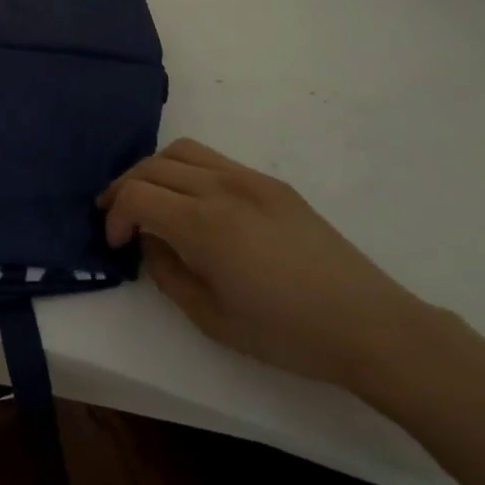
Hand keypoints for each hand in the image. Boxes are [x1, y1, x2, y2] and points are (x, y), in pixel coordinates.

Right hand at [100, 138, 433, 391]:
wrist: (369, 326)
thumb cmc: (287, 334)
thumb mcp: (212, 319)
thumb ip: (167, 273)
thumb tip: (150, 242)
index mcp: (205, 224)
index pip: (137, 195)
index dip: (115, 216)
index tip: (116, 243)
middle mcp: (222, 188)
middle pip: (152, 165)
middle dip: (125, 187)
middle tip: (118, 218)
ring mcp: (250, 179)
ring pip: (182, 151)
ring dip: (153, 170)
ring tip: (149, 200)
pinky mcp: (271, 183)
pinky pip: (214, 160)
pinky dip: (186, 170)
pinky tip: (191, 202)